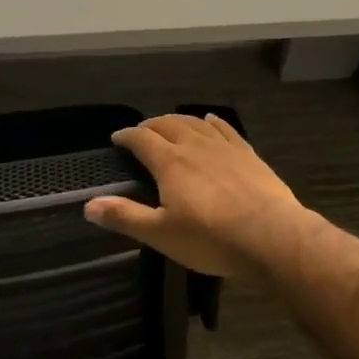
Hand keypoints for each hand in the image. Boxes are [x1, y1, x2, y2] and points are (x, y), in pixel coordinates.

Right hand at [84, 114, 312, 276]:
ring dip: (179, 120)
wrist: (270, 235)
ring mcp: (224, 147)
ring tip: (170, 124)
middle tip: (142, 131)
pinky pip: (226, 129)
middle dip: (151, 125)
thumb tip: (88, 204)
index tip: (117, 138)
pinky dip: (213, 122)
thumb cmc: (210, 238)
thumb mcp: (161, 234)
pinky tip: (211, 120)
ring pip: (196, 123)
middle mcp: (194, 146)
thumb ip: (125, 217)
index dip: (127, 136)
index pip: (142, 139)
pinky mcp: (247, 154)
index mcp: (170, 163)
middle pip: (168, 125)